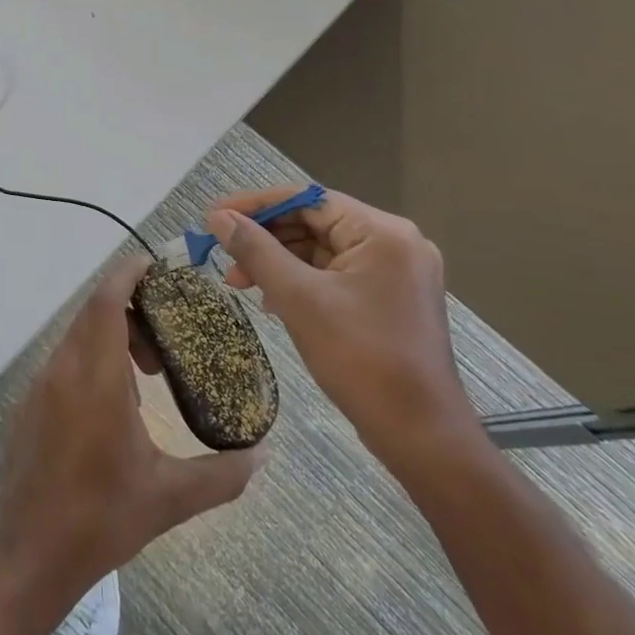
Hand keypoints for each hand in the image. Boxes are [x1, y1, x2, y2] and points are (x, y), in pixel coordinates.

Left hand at [0, 253, 260, 602]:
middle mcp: (62, 370)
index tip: (152, 264)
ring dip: (111, 339)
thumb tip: (262, 456)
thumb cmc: (102, 519)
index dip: (126, 274)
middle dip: (130, 310)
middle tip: (167, 335)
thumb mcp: (170, 498)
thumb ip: (222, 474)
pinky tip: (115, 406)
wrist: (31, 555)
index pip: (105, 302)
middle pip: (93, 313)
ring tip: (148, 375)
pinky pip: (64, 363)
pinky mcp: (28, 406)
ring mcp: (39, 387)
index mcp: (95, 378)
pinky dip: (91, 361)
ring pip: (77, 338)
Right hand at [205, 188, 480, 474]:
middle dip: (265, 238)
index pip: (308, 199)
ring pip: (322, 250)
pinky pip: (336, 274)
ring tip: (239, 283)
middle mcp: (395, 242)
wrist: (420, 434)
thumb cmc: (360, 359)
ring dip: (278, 261)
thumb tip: (219, 217)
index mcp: (382, 232)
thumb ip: (256, 250)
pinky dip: (301, 280)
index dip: (256, 205)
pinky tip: (271, 299)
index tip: (214, 216)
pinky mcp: (390, 297)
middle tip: (223, 257)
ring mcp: (396, 271)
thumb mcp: (298, 298)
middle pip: (315, 222)